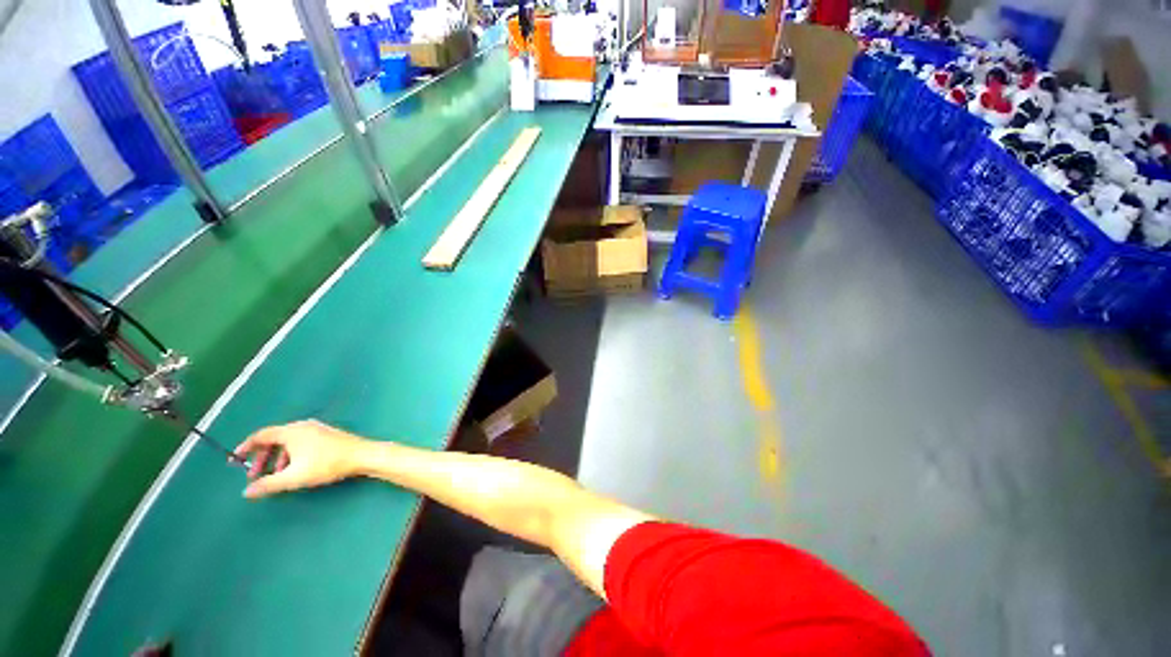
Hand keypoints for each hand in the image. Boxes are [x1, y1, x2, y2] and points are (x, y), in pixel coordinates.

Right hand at [234, 420, 368, 498]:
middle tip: (255, 476)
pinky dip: (291, 455)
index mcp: (292, 431)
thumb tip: (247, 492)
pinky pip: (301, 442)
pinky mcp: (326, 434)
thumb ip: (268, 484)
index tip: (235, 459)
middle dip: (262, 458)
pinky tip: (295, 469)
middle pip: (274, 439)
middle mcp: (303, 426)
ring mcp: (316, 428)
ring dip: (278, 459)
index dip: (246, 447)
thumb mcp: (294, 477)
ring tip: (276, 476)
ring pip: (289, 442)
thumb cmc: (327, 464)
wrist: (362, 455)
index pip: (262, 435)